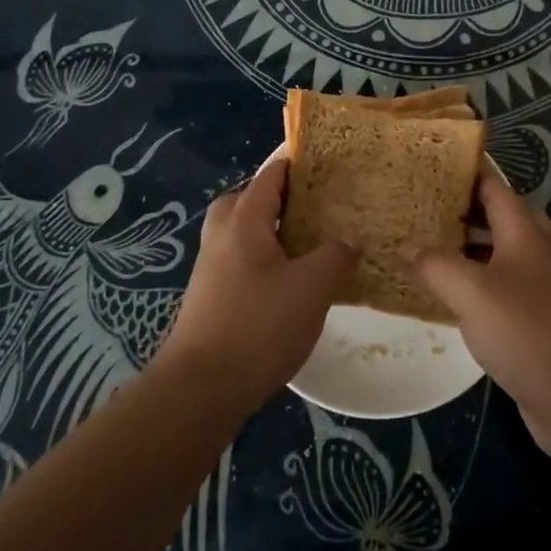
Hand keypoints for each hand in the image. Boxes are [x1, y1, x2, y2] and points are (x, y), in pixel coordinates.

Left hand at [154, 158, 356, 414]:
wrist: (200, 388)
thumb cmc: (258, 326)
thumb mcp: (312, 287)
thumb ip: (335, 256)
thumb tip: (350, 238)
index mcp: (244, 220)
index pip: (271, 175)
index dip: (297, 164)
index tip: (327, 161)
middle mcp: (222, 235)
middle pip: (249, 199)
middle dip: (280, 197)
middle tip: (315, 206)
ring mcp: (211, 267)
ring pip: (243, 233)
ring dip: (272, 231)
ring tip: (308, 245)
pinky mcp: (210, 297)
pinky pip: (240, 260)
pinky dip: (264, 259)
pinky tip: (289, 283)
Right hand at [411, 172, 550, 461]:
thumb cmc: (527, 331)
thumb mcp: (472, 292)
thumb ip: (436, 265)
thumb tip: (405, 247)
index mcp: (524, 232)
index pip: (493, 186)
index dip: (464, 172)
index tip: (428, 165)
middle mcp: (533, 252)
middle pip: (496, 217)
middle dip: (460, 208)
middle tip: (419, 206)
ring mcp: (535, 287)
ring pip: (495, 254)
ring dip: (464, 247)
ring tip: (421, 244)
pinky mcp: (531, 320)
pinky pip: (495, 288)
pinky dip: (470, 283)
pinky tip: (442, 295)